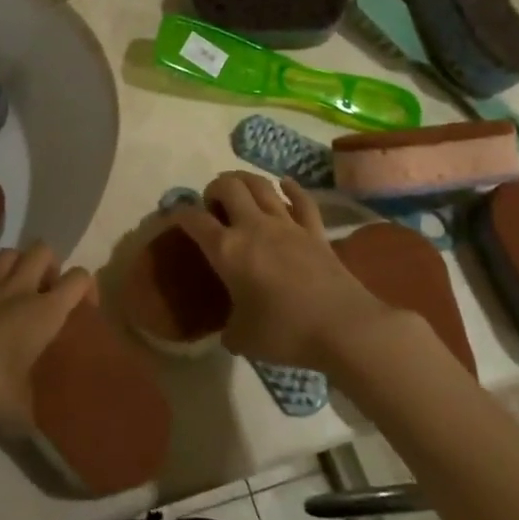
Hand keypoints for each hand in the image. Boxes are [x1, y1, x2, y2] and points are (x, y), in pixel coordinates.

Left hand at [0, 244, 92, 432]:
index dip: (88, 288)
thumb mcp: (19, 414)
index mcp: (43, 312)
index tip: (86, 311)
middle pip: (42, 250)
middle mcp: (16, 291)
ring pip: (7, 255)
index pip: (78, 279)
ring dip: (16, 267)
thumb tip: (33, 425)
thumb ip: (32, 414)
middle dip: (51, 266)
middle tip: (47, 295)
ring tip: (15, 295)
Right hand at [170, 172, 387, 371]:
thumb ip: (229, 329)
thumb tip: (229, 329)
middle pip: (229, 187)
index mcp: (227, 251)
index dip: (179, 213)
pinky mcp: (315, 231)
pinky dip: (291, 189)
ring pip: (261, 185)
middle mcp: (253, 227)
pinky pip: (301, 200)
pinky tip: (285, 185)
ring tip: (239, 188)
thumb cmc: (285, 333)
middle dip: (215, 188)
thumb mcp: (242, 339)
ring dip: (245, 180)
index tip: (175, 217)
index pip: (194, 220)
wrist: (343, 328)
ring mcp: (287, 225)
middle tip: (213, 204)